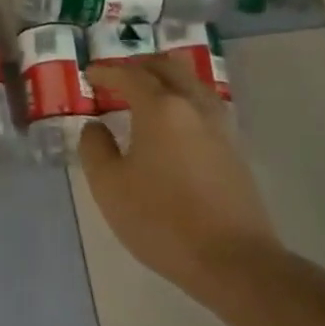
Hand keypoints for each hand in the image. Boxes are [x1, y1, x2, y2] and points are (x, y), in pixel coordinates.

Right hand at [79, 53, 278, 289]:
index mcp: (161, 108)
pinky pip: (204, 106)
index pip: (129, 75)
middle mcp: (194, 106)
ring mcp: (220, 126)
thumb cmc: (161, 219)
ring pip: (192, 83)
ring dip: (165, 79)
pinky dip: (183, 100)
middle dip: (139, 66)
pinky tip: (173, 121)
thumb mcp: (109, 185)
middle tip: (117, 76)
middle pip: (168, 68)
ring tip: (145, 94)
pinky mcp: (235, 149)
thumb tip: (96, 126)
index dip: (106, 72)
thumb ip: (95, 148)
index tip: (89, 74)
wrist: (232, 259)